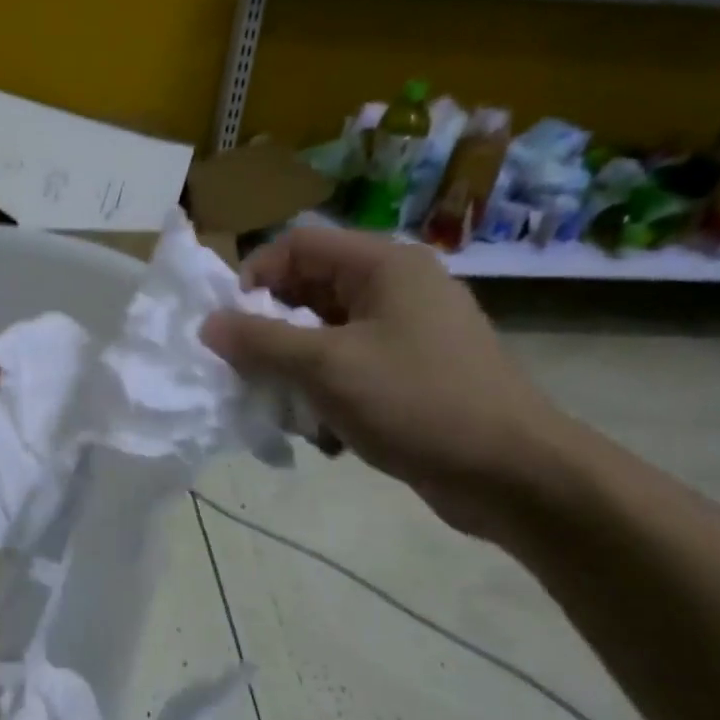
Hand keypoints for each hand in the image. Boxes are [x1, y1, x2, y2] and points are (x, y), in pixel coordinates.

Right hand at [201, 225, 572, 540]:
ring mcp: (408, 334)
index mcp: (384, 266)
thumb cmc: (416, 403)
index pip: (298, 245)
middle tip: (253, 375)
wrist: (511, 474)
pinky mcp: (413, 375)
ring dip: (297, 374)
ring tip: (293, 414)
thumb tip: (209, 324)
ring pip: (325, 338)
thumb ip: (260, 342)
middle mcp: (397, 289)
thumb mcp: (326, 368)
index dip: (255, 277)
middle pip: (309, 292)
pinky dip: (328, 397)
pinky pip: (350, 371)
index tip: (231, 328)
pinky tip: (329, 436)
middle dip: (273, 335)